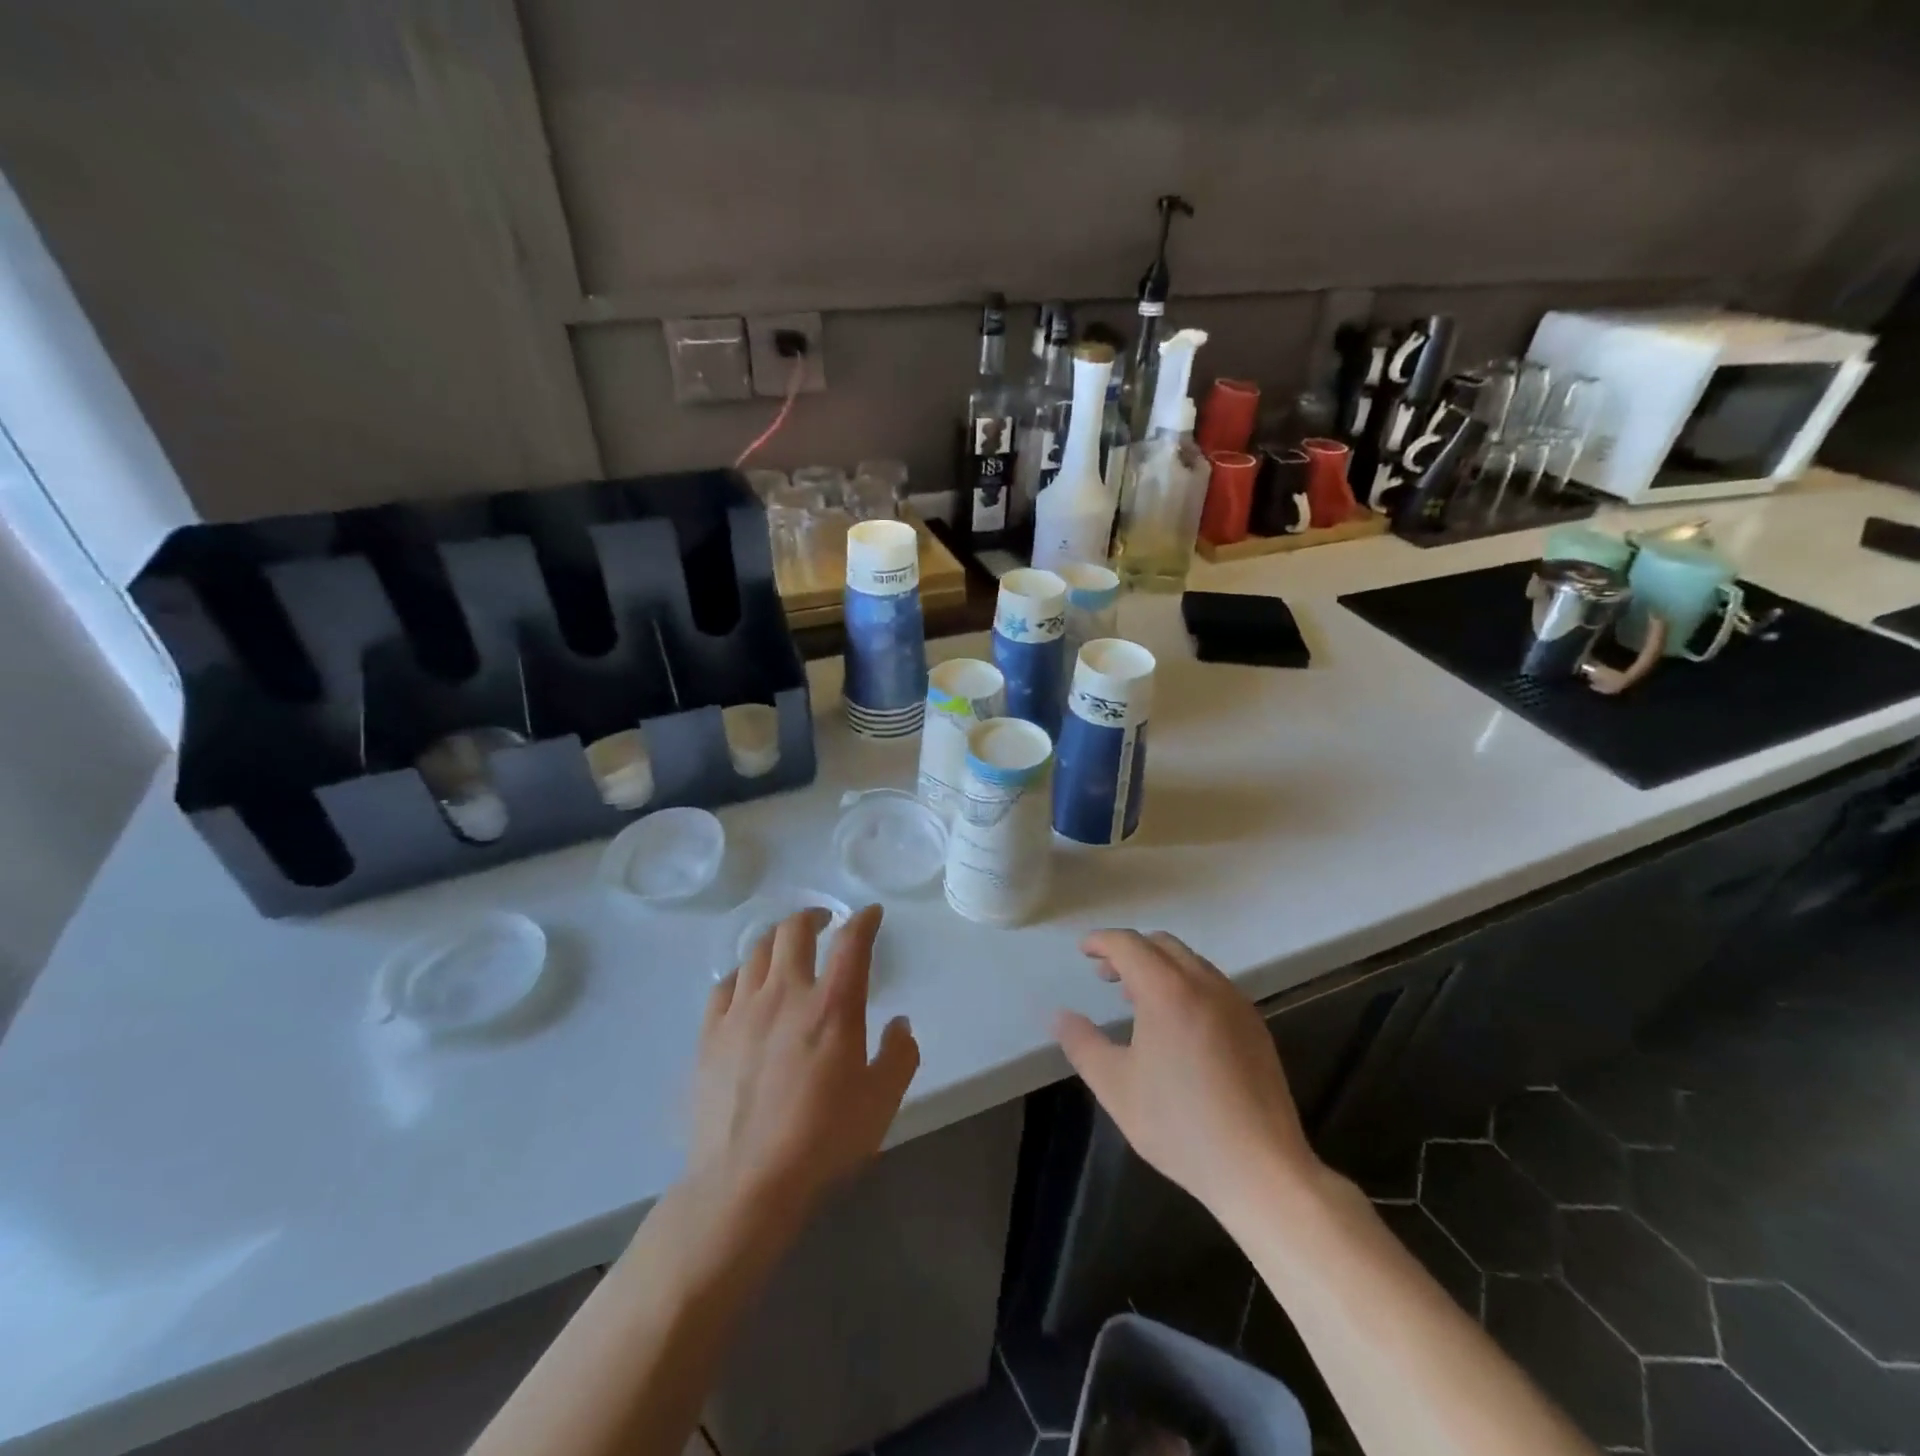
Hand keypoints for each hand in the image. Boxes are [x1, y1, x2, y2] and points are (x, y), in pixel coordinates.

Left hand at [691, 905, 919, 1227]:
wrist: (744, 1183)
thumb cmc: (822, 1141)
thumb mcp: (882, 1102)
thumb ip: (899, 1056)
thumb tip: (899, 1024)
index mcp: (832, 1005)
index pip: (851, 941)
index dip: (864, 919)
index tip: (870, 914)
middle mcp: (786, 993)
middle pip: (794, 930)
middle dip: (813, 916)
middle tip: (824, 921)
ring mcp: (742, 1010)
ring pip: (756, 950)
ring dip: (777, 938)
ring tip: (786, 946)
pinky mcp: (711, 1034)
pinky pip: (725, 984)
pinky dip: (743, 973)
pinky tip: (748, 984)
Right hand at [1054, 930, 1320, 1223]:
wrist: (1261, 1169)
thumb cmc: (1179, 1125)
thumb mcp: (1115, 1086)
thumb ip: (1082, 1044)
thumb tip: (1060, 1016)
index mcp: (1167, 991)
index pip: (1129, 945)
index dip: (1102, 941)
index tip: (1084, 951)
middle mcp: (1205, 984)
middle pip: (1162, 945)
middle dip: (1130, 951)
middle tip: (1106, 976)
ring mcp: (1235, 1003)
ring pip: (1191, 962)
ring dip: (1159, 967)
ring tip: (1137, 999)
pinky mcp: (1255, 1026)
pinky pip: (1212, 985)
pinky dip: (1185, 984)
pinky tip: (1176, 1024)